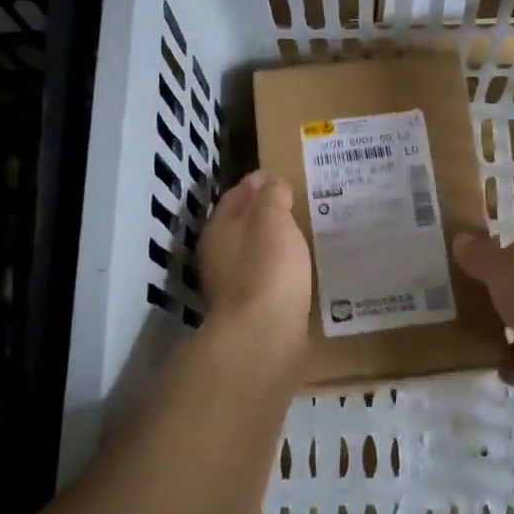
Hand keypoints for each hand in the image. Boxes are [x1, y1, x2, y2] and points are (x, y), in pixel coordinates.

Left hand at [199, 170, 312, 341]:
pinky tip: (293, 268)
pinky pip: (264, 276)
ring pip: (251, 251)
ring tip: (297, 234)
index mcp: (218, 228)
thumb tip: (270, 182)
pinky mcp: (248, 310)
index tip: (279, 175)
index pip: (236, 195)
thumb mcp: (273, 219)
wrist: (263, 338)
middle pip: (239, 224)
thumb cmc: (268, 269)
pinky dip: (276, 267)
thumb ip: (272, 196)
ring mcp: (230, 285)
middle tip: (291, 203)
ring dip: (269, 241)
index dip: (257, 182)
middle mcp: (217, 254)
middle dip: (262, 211)